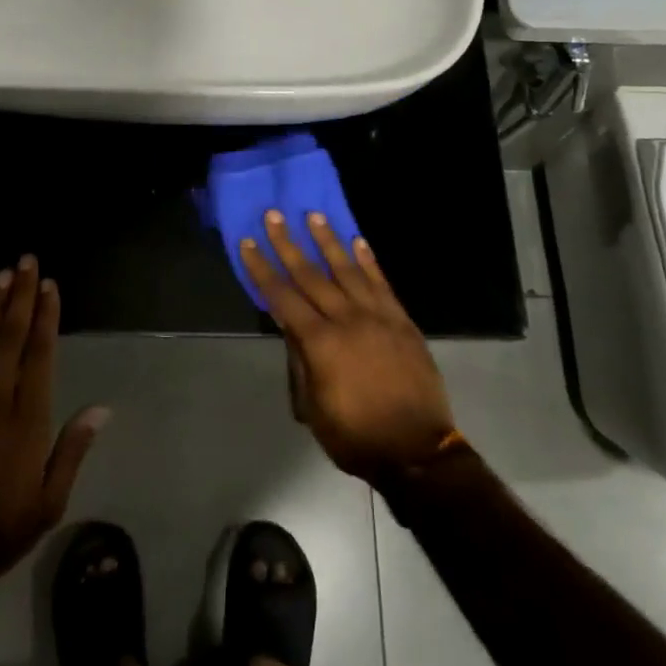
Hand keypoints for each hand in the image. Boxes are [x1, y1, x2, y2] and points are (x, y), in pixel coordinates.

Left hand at [0, 256, 108, 596]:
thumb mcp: (48, 503)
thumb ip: (72, 450)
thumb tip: (101, 409)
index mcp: (27, 417)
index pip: (39, 353)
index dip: (46, 316)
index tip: (49, 285)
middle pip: (10, 336)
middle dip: (21, 296)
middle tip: (26, 260)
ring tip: (3, 275)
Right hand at [240, 212, 457, 479]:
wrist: (418, 451)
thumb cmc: (356, 437)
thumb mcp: (314, 409)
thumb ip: (301, 363)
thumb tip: (290, 327)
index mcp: (320, 343)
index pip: (282, 297)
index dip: (262, 269)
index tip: (248, 242)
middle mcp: (346, 319)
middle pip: (310, 274)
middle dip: (288, 243)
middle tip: (274, 214)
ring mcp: (377, 316)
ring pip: (347, 269)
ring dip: (328, 240)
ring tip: (313, 215)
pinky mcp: (401, 320)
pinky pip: (381, 282)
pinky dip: (369, 260)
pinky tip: (358, 241)